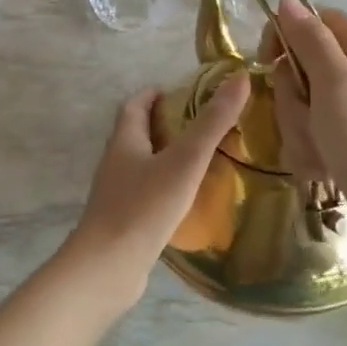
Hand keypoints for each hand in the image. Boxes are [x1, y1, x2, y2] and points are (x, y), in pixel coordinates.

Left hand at [61, 75, 250, 309]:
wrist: (107, 267)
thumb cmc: (144, 206)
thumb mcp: (184, 161)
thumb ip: (212, 123)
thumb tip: (240, 78)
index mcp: (124, 140)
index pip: (134, 106)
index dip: (154, 95)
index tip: (179, 93)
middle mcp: (115, 162)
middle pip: (136, 134)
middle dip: (163, 125)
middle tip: (199, 126)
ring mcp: (116, 194)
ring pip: (141, 165)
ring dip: (164, 158)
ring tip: (199, 162)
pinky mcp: (122, 221)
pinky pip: (145, 194)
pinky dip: (164, 188)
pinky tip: (185, 202)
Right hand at [268, 0, 346, 253]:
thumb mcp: (337, 88)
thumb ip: (310, 41)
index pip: (314, 21)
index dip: (286, 38)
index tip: (268, 64)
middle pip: (304, 66)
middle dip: (295, 99)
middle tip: (310, 122)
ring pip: (305, 104)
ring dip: (302, 130)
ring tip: (323, 155)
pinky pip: (317, 133)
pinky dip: (314, 151)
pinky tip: (328, 171)